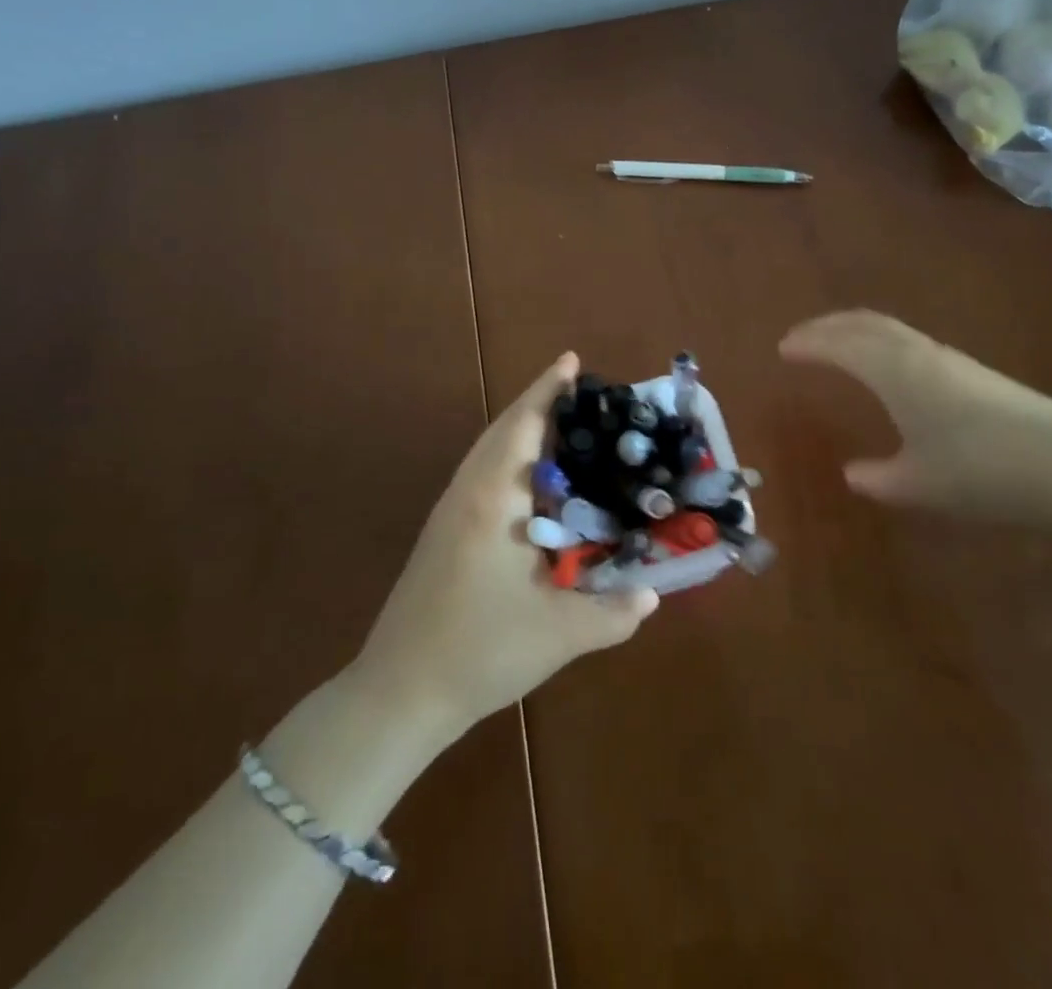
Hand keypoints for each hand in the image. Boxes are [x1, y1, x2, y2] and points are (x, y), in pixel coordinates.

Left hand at [350, 353, 657, 739]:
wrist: (400, 691)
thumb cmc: (480, 651)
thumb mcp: (559, 634)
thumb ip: (613, 613)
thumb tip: (651, 594)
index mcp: (493, 500)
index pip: (523, 426)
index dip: (548, 390)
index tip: (571, 360)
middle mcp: (468, 492)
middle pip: (503, 429)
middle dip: (538, 404)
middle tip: (580, 392)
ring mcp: (449, 511)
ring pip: (488, 451)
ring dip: (521, 430)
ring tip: (564, 428)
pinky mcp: (443, 532)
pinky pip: (481, 474)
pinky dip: (509, 458)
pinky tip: (532, 485)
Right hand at [779, 310, 1051, 524]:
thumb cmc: (980, 472)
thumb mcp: (918, 484)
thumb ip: (879, 478)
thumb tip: (854, 474)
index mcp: (895, 371)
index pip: (840, 344)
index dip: (809, 343)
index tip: (782, 348)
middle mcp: (919, 354)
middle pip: (866, 323)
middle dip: (829, 325)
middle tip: (803, 336)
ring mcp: (951, 360)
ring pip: (892, 330)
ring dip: (858, 331)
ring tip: (840, 344)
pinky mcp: (976, 373)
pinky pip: (912, 343)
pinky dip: (885, 343)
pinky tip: (892, 368)